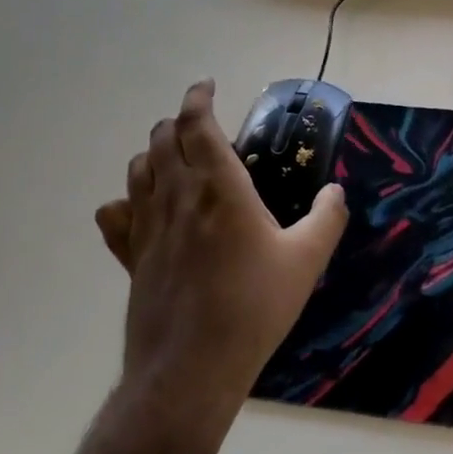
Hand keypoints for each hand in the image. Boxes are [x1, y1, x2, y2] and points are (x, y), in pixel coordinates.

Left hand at [95, 80, 347, 407]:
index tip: (206, 86)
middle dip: (179, 122)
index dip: (198, 98)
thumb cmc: (254, 306)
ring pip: (138, 169)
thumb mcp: (307, 260)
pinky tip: (141, 210)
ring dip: (155, 154)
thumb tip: (336, 192)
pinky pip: (116, 215)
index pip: (197, 124)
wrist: (191, 367)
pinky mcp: (130, 257)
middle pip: (163, 138)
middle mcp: (177, 195)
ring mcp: (147, 226)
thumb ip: (327, 218)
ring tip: (176, 160)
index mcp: (219, 186)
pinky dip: (126, 201)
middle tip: (201, 126)